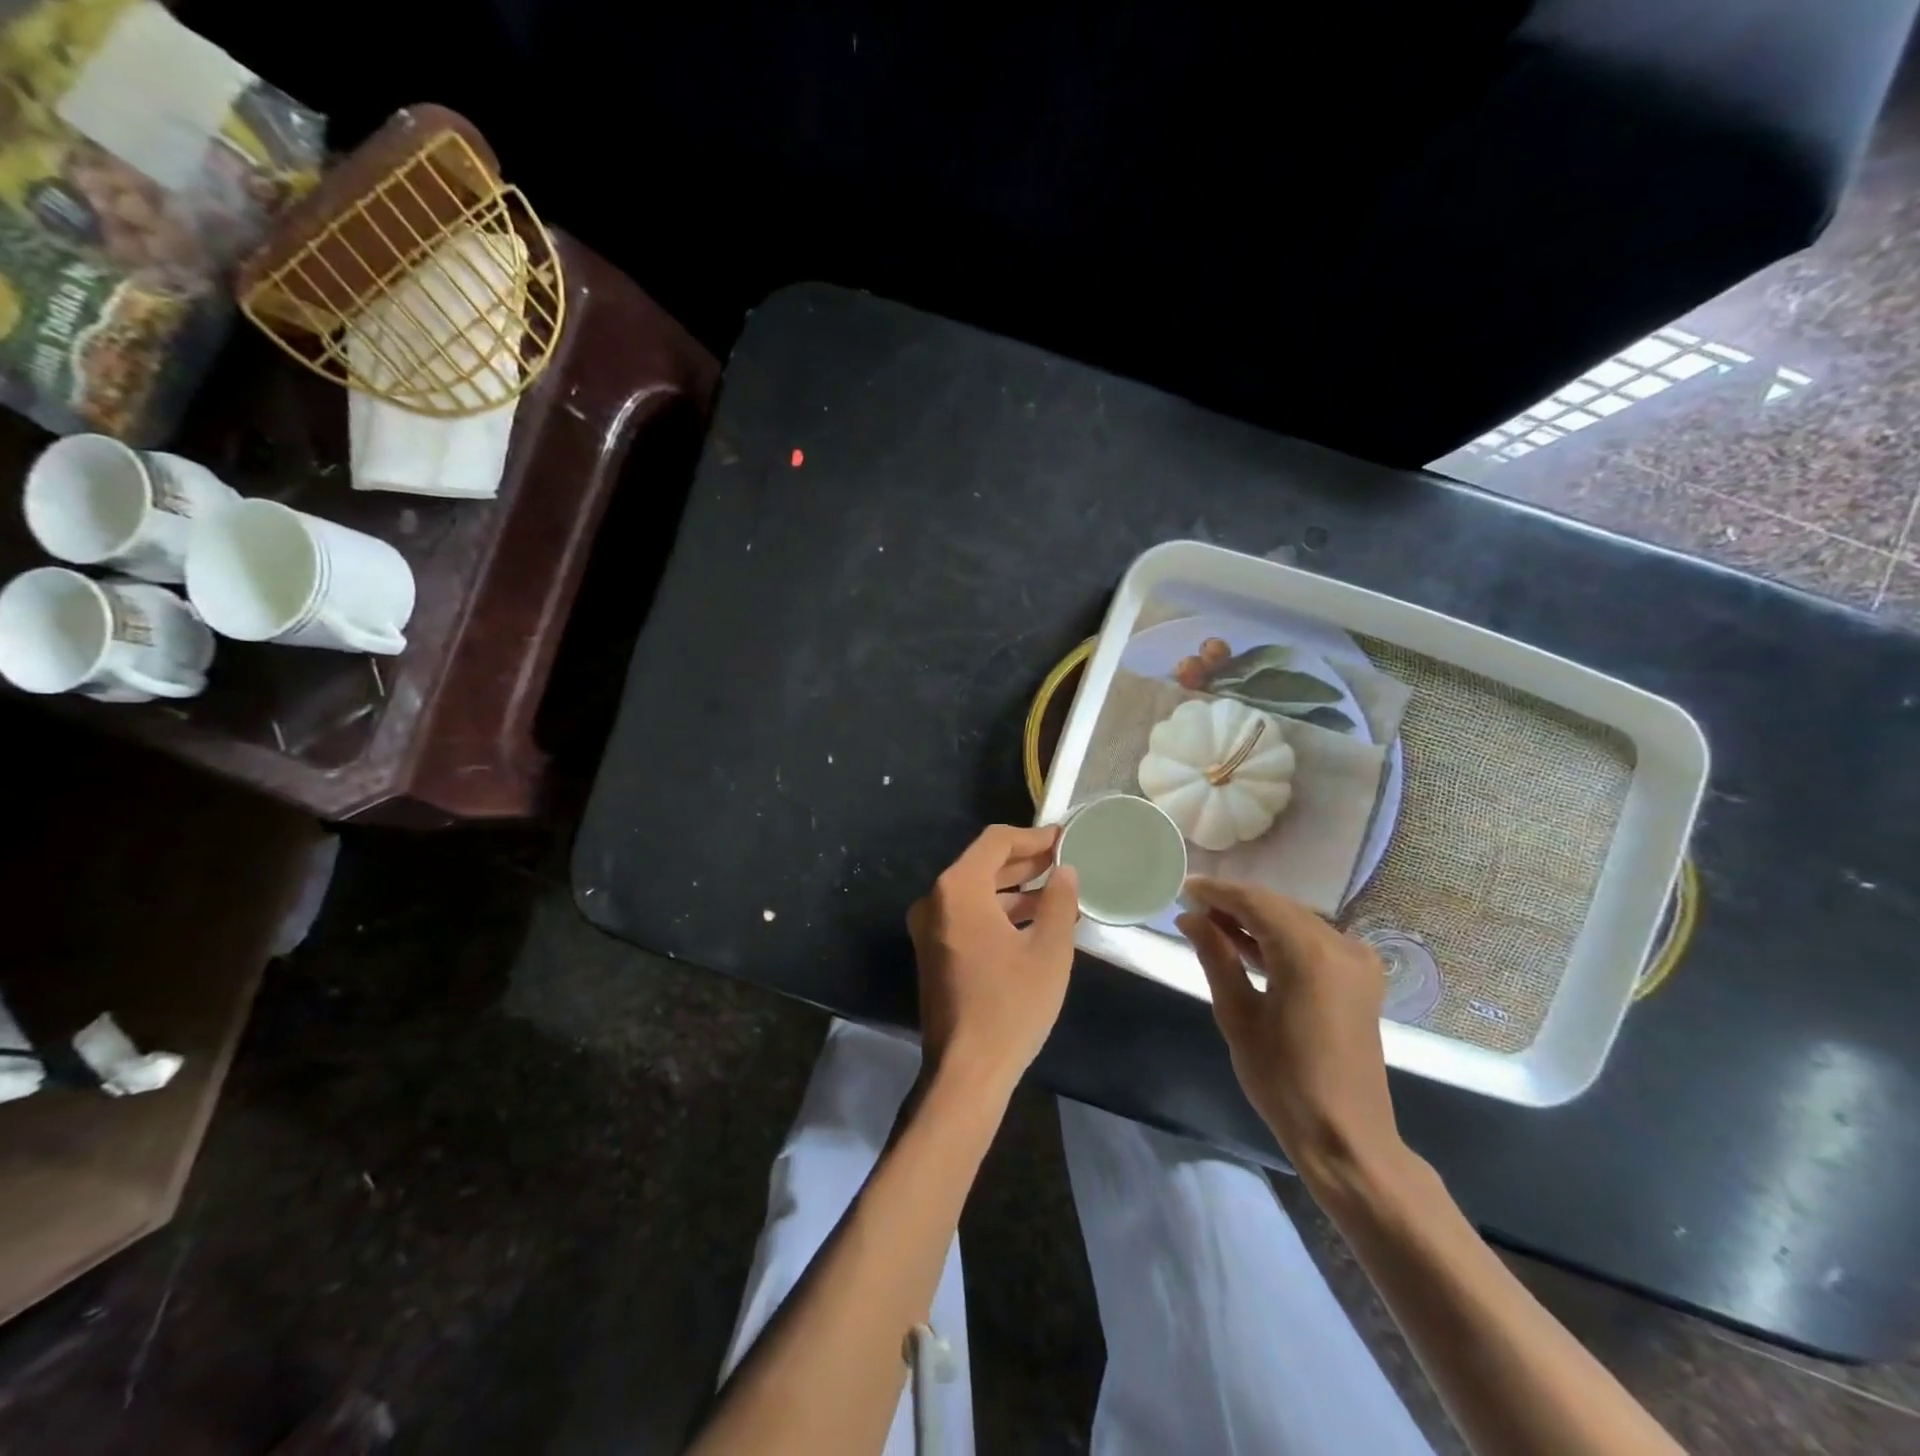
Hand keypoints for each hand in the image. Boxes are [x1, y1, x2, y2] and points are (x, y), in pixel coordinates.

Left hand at [907, 824, 1079, 1096]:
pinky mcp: (933, 951)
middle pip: (983, 864)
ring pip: (976, 891)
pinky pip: (969, 916)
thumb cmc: (1011, 1005)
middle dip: (1025, 862)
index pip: (996, 842)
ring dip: (1015, 889)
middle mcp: (935, 900)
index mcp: (958, 889)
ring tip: (1058, 893)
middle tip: (1065, 862)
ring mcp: (929, 927)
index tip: (1064, 839)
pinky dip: (1000, 912)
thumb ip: (1059, 901)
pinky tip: (1035, 922)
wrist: (966, 1071)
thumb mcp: (1049, 950)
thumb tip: (1065, 872)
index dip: (1033, 837)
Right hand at [1177, 877, 1401, 1184]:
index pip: (1256, 903)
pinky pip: (1312, 939)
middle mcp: (1340, 945)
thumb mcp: (1238, 1015)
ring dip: (1255, 918)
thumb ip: (1216, 957)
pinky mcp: (1360, 977)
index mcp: (1310, 954)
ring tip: (1210, 923)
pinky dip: (1279, 936)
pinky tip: (1246, 943)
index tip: (1183, 888)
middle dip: (1234, 903)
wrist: (1346, 1137)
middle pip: (1278, 906)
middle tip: (1192, 907)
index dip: (1217, 892)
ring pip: (1295, 920)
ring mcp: (1356, 960)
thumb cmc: (1283, 1081)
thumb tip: (1189, 918)